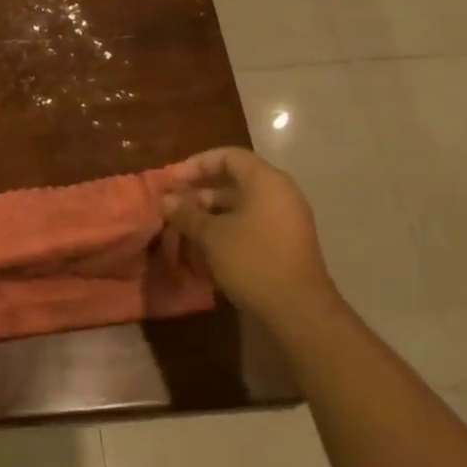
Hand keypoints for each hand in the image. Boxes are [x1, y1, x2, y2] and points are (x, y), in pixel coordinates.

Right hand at [163, 147, 338, 329]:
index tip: (173, 181)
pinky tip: (207, 243)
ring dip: (213, 209)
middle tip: (176, 203)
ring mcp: (287, 218)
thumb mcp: (212, 236)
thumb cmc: (253, 261)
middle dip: (203, 188)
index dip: (197, 164)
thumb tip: (167, 200)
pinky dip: (229, 225)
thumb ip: (188, 214)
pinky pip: (253, 221)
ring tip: (186, 224)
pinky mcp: (286, 241)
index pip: (228, 156)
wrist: (298, 311)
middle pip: (237, 178)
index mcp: (266, 181)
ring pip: (244, 202)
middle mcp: (280, 193)